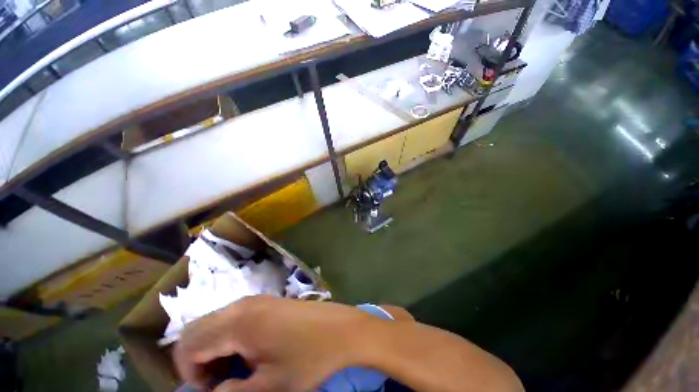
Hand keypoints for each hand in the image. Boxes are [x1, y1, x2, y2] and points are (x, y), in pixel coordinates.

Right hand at [173, 295, 372, 390]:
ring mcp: (258, 300)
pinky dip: (231, 339)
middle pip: (199, 331)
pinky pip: (236, 319)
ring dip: (215, 349)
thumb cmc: (308, 358)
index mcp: (238, 322)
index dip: (189, 374)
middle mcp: (243, 304)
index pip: (189, 345)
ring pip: (217, 324)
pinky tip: (250, 354)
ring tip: (235, 371)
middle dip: (199, 360)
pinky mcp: (269, 302)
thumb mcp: (268, 386)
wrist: (343, 330)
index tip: (210, 391)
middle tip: (220, 383)